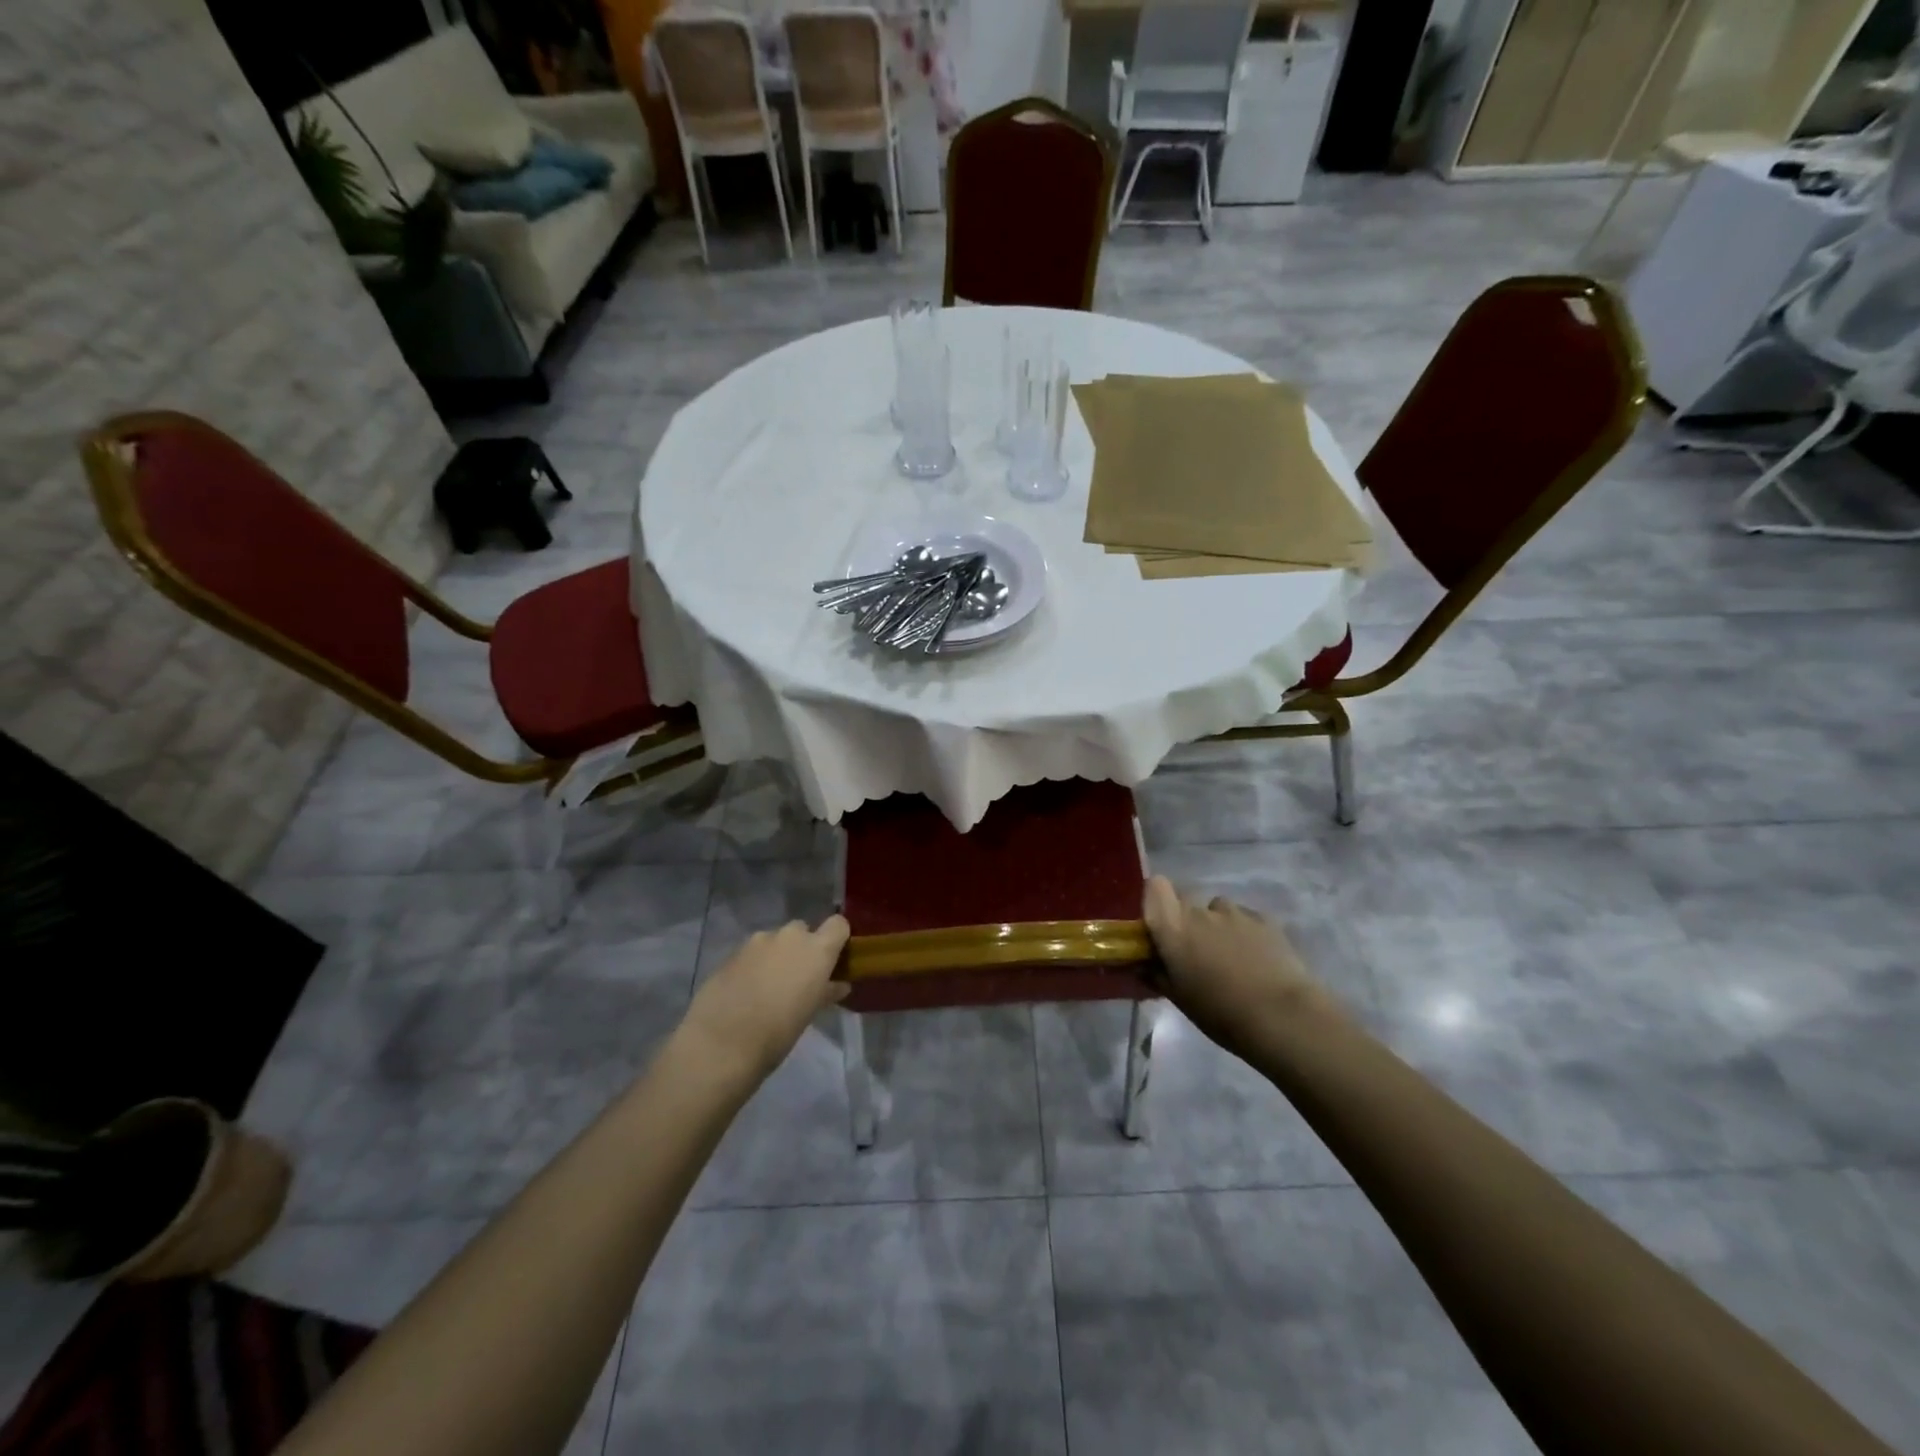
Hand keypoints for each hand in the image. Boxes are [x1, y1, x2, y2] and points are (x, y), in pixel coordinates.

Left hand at [679, 916, 850, 1082]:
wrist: (721, 1043)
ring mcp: (757, 941)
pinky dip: (754, 965)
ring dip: (776, 956)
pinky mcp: (732, 952)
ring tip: (768, 987)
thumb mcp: (810, 1014)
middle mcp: (789, 936)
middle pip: (803, 930)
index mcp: (816, 949)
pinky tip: (746, 991)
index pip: (838, 924)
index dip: (837, 938)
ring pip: (774, 941)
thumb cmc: (778, 1032)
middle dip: (802, 948)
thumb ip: (826, 992)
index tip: (834, 959)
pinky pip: (752, 952)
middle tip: (798, 978)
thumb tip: (839, 985)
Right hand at [1142, 876, 1340, 1058]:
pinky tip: (1256, 961)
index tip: (1159, 925)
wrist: (1284, 1018)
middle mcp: (1201, 911)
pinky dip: (1244, 933)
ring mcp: (1236, 913)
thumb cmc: (1221, 1012)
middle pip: (1186, 899)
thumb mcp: (1180, 999)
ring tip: (1230, 958)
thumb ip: (1157, 975)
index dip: (1155, 900)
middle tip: (1194, 951)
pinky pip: (1245, 919)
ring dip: (1217, 926)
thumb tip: (1143, 965)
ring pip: (1217, 909)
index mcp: (1173, 927)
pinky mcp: (1266, 920)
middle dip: (1186, 919)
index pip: (1155, 886)